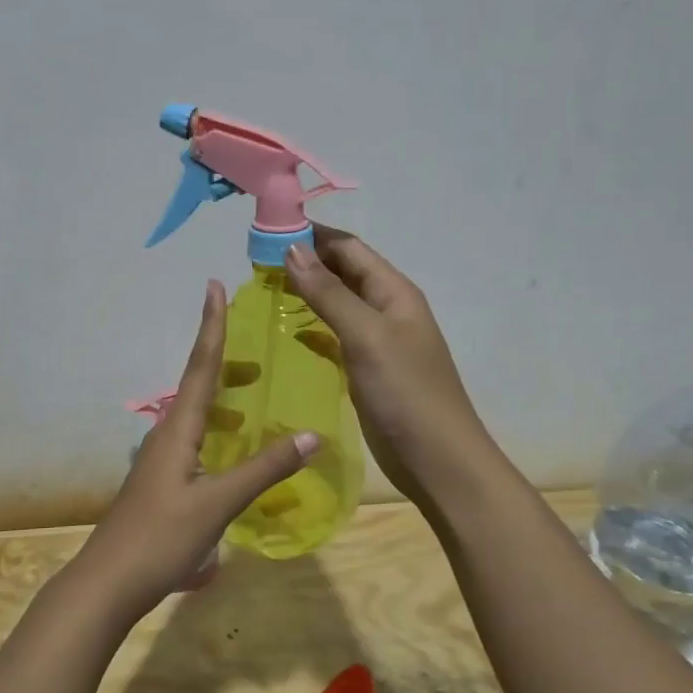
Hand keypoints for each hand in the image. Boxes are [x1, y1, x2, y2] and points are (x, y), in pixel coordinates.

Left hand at [71, 280, 319, 621]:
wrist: (109, 582)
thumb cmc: (161, 537)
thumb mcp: (219, 503)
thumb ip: (265, 469)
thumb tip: (310, 435)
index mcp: (178, 429)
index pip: (200, 366)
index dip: (211, 326)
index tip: (213, 287)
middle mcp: (167, 435)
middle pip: (197, 387)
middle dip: (225, 364)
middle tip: (259, 357)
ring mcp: (161, 461)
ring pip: (196, 416)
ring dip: (223, 401)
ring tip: (254, 403)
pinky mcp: (162, 483)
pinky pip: (195, 442)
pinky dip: (218, 433)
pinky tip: (235, 455)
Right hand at [283, 228, 490, 505]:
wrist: (437, 460)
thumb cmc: (405, 392)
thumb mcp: (366, 336)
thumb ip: (329, 293)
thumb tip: (292, 249)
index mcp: (393, 291)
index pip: (348, 248)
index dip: (311, 235)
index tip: (266, 232)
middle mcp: (385, 309)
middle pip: (342, 272)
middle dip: (304, 261)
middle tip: (255, 262)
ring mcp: (376, 341)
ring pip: (336, 304)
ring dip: (305, 293)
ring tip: (262, 290)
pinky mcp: (365, 369)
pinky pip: (334, 336)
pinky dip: (310, 328)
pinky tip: (285, 331)